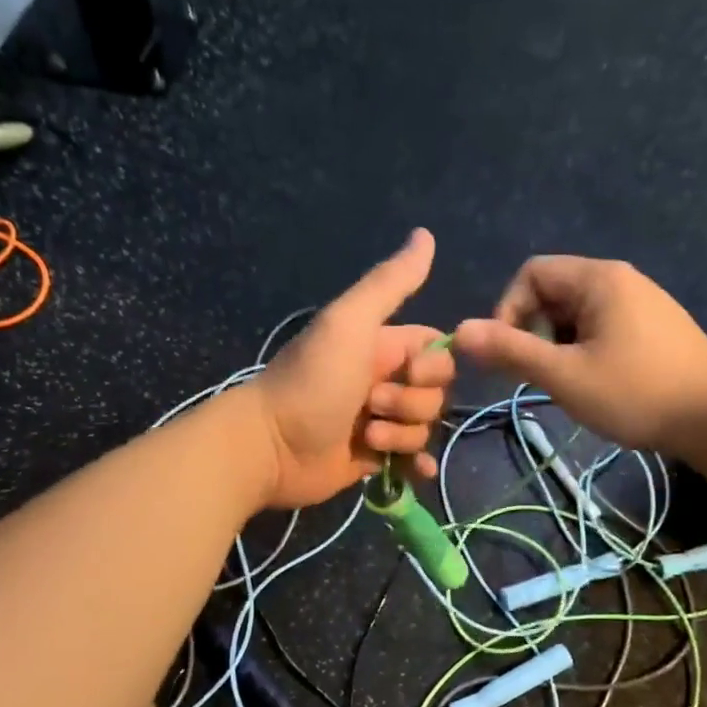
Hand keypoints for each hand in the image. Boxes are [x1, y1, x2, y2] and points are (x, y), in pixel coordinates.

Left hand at [249, 229, 455, 508]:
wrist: (270, 445)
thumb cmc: (311, 381)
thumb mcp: (349, 322)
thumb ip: (390, 283)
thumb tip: (426, 234)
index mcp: (382, 346)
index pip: (436, 351)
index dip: (435, 365)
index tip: (411, 371)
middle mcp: (383, 381)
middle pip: (435, 392)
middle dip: (413, 402)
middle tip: (372, 402)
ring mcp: (379, 421)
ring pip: (424, 426)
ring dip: (403, 434)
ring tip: (366, 436)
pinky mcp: (373, 458)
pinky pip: (412, 459)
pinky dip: (417, 466)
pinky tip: (415, 472)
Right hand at [452, 255, 706, 455]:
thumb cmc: (638, 392)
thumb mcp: (565, 375)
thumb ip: (511, 351)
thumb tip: (457, 331)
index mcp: (598, 279)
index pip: (531, 274)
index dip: (508, 310)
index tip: (509, 354)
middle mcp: (620, 280)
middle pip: (553, 292)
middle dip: (533, 331)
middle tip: (537, 375)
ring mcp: (641, 303)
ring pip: (576, 315)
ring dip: (557, 345)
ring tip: (567, 384)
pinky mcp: (655, 328)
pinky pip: (602, 327)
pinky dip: (584, 350)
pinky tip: (596, 384)